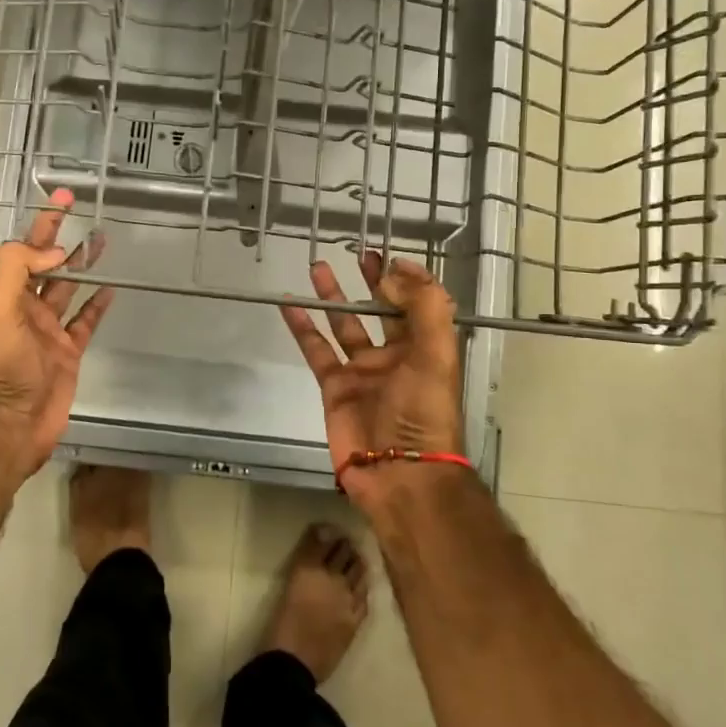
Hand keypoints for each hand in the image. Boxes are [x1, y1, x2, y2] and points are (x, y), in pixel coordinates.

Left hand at [0, 188, 114, 486]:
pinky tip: (110, 288)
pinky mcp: (67, 350)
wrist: (14, 421)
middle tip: (66, 202)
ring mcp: (45, 329)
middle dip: (47, 231)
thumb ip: (17, 266)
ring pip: (65, 286)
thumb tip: (54, 250)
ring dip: (79, 261)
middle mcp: (19, 307)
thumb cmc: (1, 363)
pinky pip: (85, 320)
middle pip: (34, 261)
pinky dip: (97, 304)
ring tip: (98, 236)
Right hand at [279, 253, 463, 509]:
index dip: (406, 279)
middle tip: (359, 254)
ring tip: (318, 267)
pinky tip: (289, 304)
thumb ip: (423, 307)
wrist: (398, 473)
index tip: (388, 257)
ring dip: (332, 297)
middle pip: (381, 310)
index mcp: (424, 348)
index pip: (417, 304)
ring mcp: (361, 371)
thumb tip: (395, 271)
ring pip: (344, 324)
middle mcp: (394, 356)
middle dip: (371, 282)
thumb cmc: (423, 412)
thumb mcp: (436, 354)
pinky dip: (302, 327)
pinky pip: (316, 350)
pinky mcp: (334, 387)